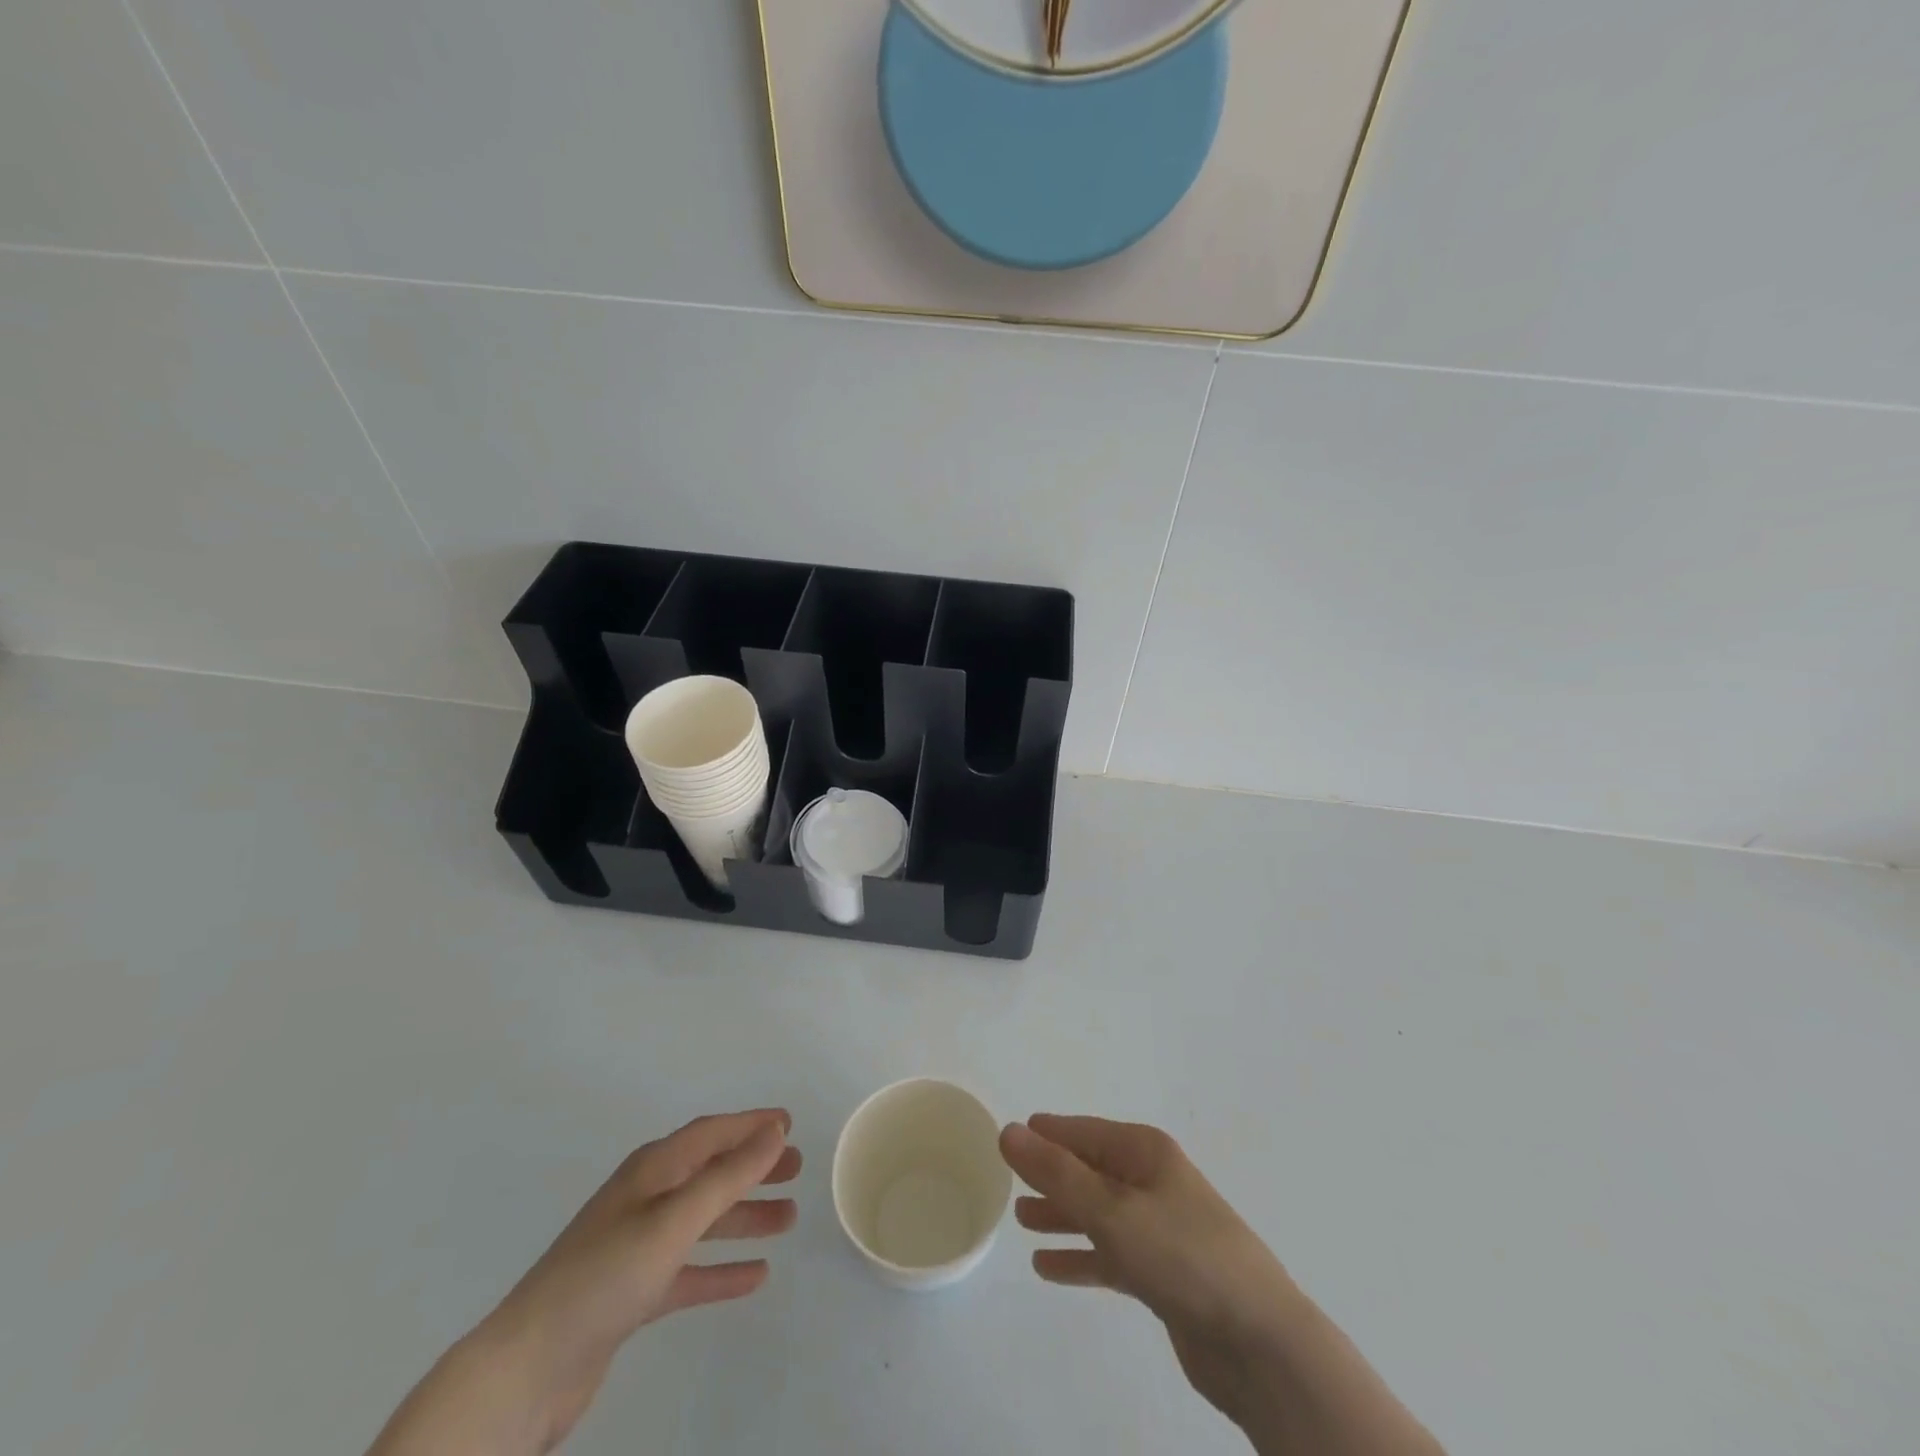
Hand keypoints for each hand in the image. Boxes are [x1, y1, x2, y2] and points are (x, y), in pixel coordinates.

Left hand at [368, 1109, 798, 1455]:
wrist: (525, 1371)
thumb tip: (775, 1130)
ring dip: (745, 1217)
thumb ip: (728, 1175)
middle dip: (754, 1167)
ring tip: (788, 1220)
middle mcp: (646, 1199)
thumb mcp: (674, 1219)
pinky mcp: (632, 1294)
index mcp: (652, 1170)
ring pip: (704, 1221)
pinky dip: (721, 1269)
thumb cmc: (605, 1276)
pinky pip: (689, 1270)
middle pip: (710, 1172)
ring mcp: (637, 1247)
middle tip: (797, 1169)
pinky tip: (755, 1277)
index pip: (711, 1133)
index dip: (750, 1125)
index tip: (789, 1122)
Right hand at [1000, 1115, 1294, 1421]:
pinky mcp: (1163, 1275)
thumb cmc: (1182, 1256)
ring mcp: (1160, 1229)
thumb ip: (1056, 1173)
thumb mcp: (1111, 1209)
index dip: (1048, 1133)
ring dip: (1061, 1215)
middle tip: (1009, 1181)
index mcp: (1145, 1153)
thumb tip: (1009, 1131)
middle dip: (1051, 1175)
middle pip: (1090, 1170)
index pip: (1084, 1132)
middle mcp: (1152, 1182)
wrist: (1259, 1343)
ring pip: (1097, 1213)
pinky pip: (1110, 1255)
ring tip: (1021, 1221)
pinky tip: (1048, 1269)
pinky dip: (1081, 1257)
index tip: (1011, 1136)